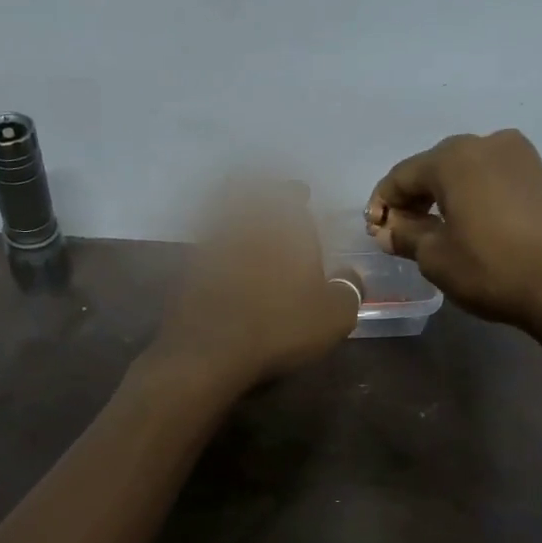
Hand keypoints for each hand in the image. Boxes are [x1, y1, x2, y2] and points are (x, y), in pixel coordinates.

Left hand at [152, 181, 358, 392]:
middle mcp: (248, 226)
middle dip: (260, 193)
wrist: (211, 349)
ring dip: (234, 211)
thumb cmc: (281, 326)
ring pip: (223, 214)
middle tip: (269, 198)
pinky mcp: (189, 268)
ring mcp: (214, 245)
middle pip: (249, 195)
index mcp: (286, 229)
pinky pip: (206, 242)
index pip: (291, 196)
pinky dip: (215, 241)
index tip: (300, 193)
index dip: (296, 193)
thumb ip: (349, 288)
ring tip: (246, 224)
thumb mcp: (334, 316)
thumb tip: (352, 274)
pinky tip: (224, 257)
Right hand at [365, 130, 541, 334]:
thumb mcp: (435, 258)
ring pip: (481, 171)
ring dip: (461, 194)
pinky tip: (501, 224)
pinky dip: (500, 199)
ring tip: (453, 226)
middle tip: (408, 229)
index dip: (383, 202)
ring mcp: (532, 160)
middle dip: (421, 196)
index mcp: (455, 158)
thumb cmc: (492, 268)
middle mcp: (493, 144)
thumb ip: (405, 235)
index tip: (375, 229)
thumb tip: (390, 228)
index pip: (403, 175)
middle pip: (442, 167)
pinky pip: (515, 184)